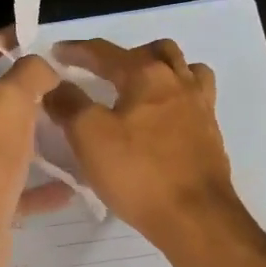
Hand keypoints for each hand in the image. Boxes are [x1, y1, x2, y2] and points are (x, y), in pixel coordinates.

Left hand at [0, 32, 70, 266]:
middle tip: (58, 87)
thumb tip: (43, 67)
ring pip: (2, 146)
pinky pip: (15, 191)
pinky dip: (39, 187)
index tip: (32, 34)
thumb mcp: (9, 101)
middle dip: (20, 91)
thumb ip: (29, 75)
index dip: (1, 39)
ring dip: (31, 139)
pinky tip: (70, 187)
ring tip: (66, 131)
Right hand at [44, 37, 249, 249]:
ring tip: (140, 90)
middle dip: (127, 55)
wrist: (195, 216)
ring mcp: (201, 107)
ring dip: (161, 70)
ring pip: (185, 69)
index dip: (77, 50)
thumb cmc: (138, 172)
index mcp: (147, 75)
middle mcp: (179, 82)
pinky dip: (177, 97)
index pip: (106, 51)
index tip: (57, 53)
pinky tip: (163, 119)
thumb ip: (69, 105)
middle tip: (105, 74)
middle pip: (156, 51)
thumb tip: (54, 86)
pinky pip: (196, 98)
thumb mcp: (89, 136)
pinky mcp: (210, 133)